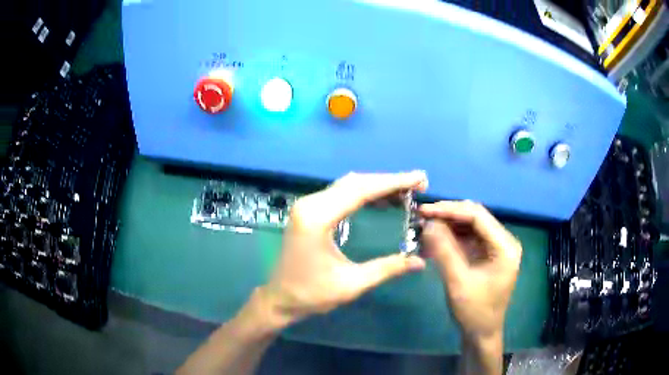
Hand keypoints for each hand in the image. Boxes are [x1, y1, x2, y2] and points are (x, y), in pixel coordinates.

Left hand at [258, 171, 428, 329]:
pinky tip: (382, 200)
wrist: (280, 299)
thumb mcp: (352, 284)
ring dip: (377, 186)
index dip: (393, 183)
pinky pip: (341, 194)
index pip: (361, 190)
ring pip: (348, 186)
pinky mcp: (309, 211)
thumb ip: (387, 269)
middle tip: (418, 183)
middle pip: (356, 183)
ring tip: (406, 190)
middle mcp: (310, 203)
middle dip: (389, 181)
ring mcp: (308, 205)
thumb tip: (420, 262)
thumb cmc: (312, 294)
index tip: (419, 178)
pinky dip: (364, 194)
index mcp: (317, 217)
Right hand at [420, 201, 521, 339]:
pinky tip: (434, 238)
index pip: (478, 216)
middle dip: (448, 215)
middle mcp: (503, 241)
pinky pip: (468, 238)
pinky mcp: (486, 255)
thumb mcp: (458, 282)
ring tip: (425, 226)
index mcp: (505, 246)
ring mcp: (495, 247)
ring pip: (469, 226)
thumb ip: (444, 251)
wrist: (481, 333)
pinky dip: (450, 237)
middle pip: (474, 218)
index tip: (425, 210)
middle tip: (422, 216)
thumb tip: (427, 223)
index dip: (450, 210)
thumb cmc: (474, 311)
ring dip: (448, 225)